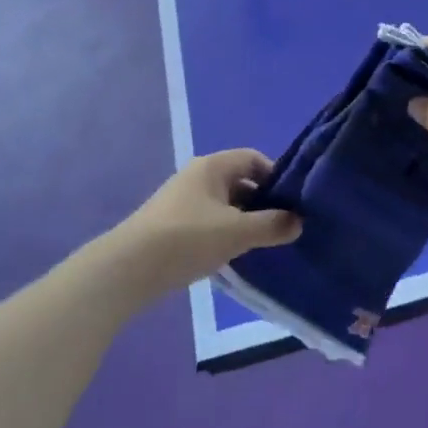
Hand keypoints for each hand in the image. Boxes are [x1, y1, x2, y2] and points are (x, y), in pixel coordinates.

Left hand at [104, 150, 301, 302]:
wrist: (128, 268)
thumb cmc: (187, 239)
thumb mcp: (236, 232)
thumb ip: (271, 225)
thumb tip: (298, 220)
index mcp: (213, 166)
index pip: (253, 159)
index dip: (275, 177)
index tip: (292, 203)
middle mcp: (198, 176)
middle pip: (240, 182)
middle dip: (261, 203)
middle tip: (282, 227)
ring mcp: (183, 201)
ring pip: (225, 205)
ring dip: (243, 221)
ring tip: (261, 245)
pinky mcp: (173, 225)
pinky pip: (209, 222)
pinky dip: (224, 234)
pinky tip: (231, 256)